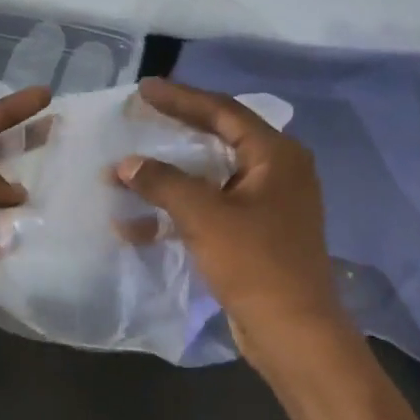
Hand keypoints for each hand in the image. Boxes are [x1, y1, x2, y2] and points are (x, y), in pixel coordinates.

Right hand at [117, 77, 348, 373]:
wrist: (292, 330)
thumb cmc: (255, 263)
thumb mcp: (205, 216)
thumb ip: (163, 183)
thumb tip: (126, 164)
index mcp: (276, 156)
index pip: (223, 112)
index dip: (182, 98)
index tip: (144, 89)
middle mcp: (276, 173)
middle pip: (218, 141)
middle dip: (174, 134)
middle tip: (139, 119)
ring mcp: (267, 206)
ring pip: (210, 180)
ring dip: (168, 180)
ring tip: (126, 174)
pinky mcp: (254, 236)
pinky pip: (210, 211)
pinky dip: (177, 214)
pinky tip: (137, 225)